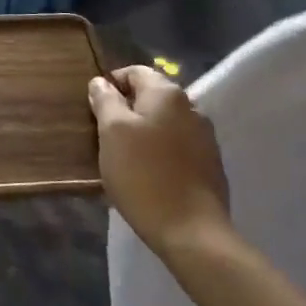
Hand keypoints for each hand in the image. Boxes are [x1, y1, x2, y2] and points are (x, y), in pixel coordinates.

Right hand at [88, 65, 232, 257]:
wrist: (192, 233)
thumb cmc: (144, 175)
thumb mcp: (112, 132)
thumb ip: (105, 100)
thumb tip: (101, 82)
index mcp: (167, 93)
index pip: (134, 72)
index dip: (111, 85)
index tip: (94, 109)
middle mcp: (192, 107)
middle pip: (151, 97)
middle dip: (127, 111)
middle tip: (105, 136)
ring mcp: (205, 138)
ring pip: (165, 123)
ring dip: (144, 133)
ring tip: (125, 158)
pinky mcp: (211, 165)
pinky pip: (178, 147)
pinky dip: (161, 153)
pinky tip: (149, 175)